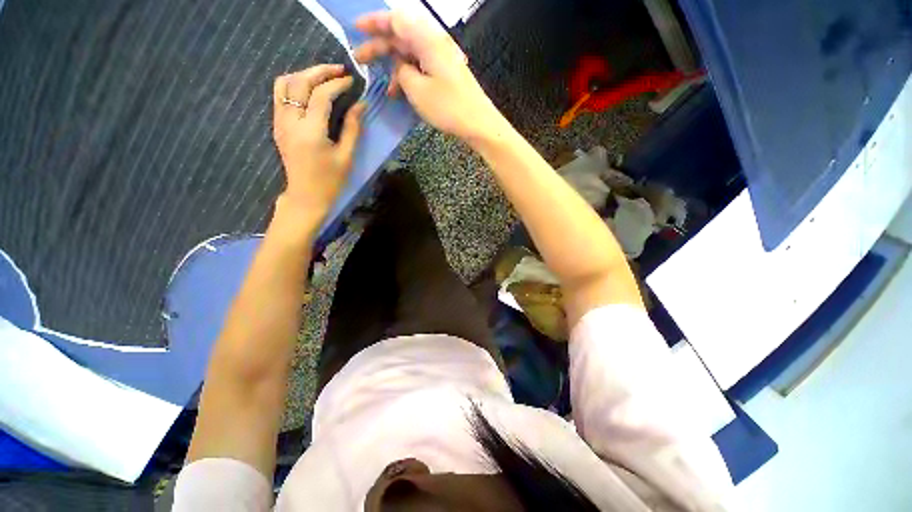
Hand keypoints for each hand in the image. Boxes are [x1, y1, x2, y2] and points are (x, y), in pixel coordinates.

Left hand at [272, 65, 365, 225]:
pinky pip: (280, 95)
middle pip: (299, 82)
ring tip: (323, 77)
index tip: (352, 81)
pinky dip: (294, 85)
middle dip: (320, 71)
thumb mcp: (346, 156)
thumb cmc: (330, 181)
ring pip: (284, 83)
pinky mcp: (277, 126)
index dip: (337, 84)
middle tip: (338, 71)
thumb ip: (353, 128)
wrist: (306, 197)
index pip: (321, 95)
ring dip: (304, 74)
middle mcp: (290, 121)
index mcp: (310, 131)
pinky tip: (309, 90)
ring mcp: (279, 122)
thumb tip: (360, 105)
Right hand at [354, 11, 505, 143]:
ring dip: (395, 68)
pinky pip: (422, 68)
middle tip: (360, 60)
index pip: (396, 20)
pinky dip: (409, 77)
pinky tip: (402, 93)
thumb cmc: (448, 107)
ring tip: (385, 87)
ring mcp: (442, 59)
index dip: (374, 22)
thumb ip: (402, 72)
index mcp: (427, 40)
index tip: (356, 29)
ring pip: (411, 55)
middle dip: (380, 47)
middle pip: (402, 37)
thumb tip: (400, 65)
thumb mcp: (418, 90)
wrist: (478, 123)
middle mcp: (435, 44)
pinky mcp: (446, 74)